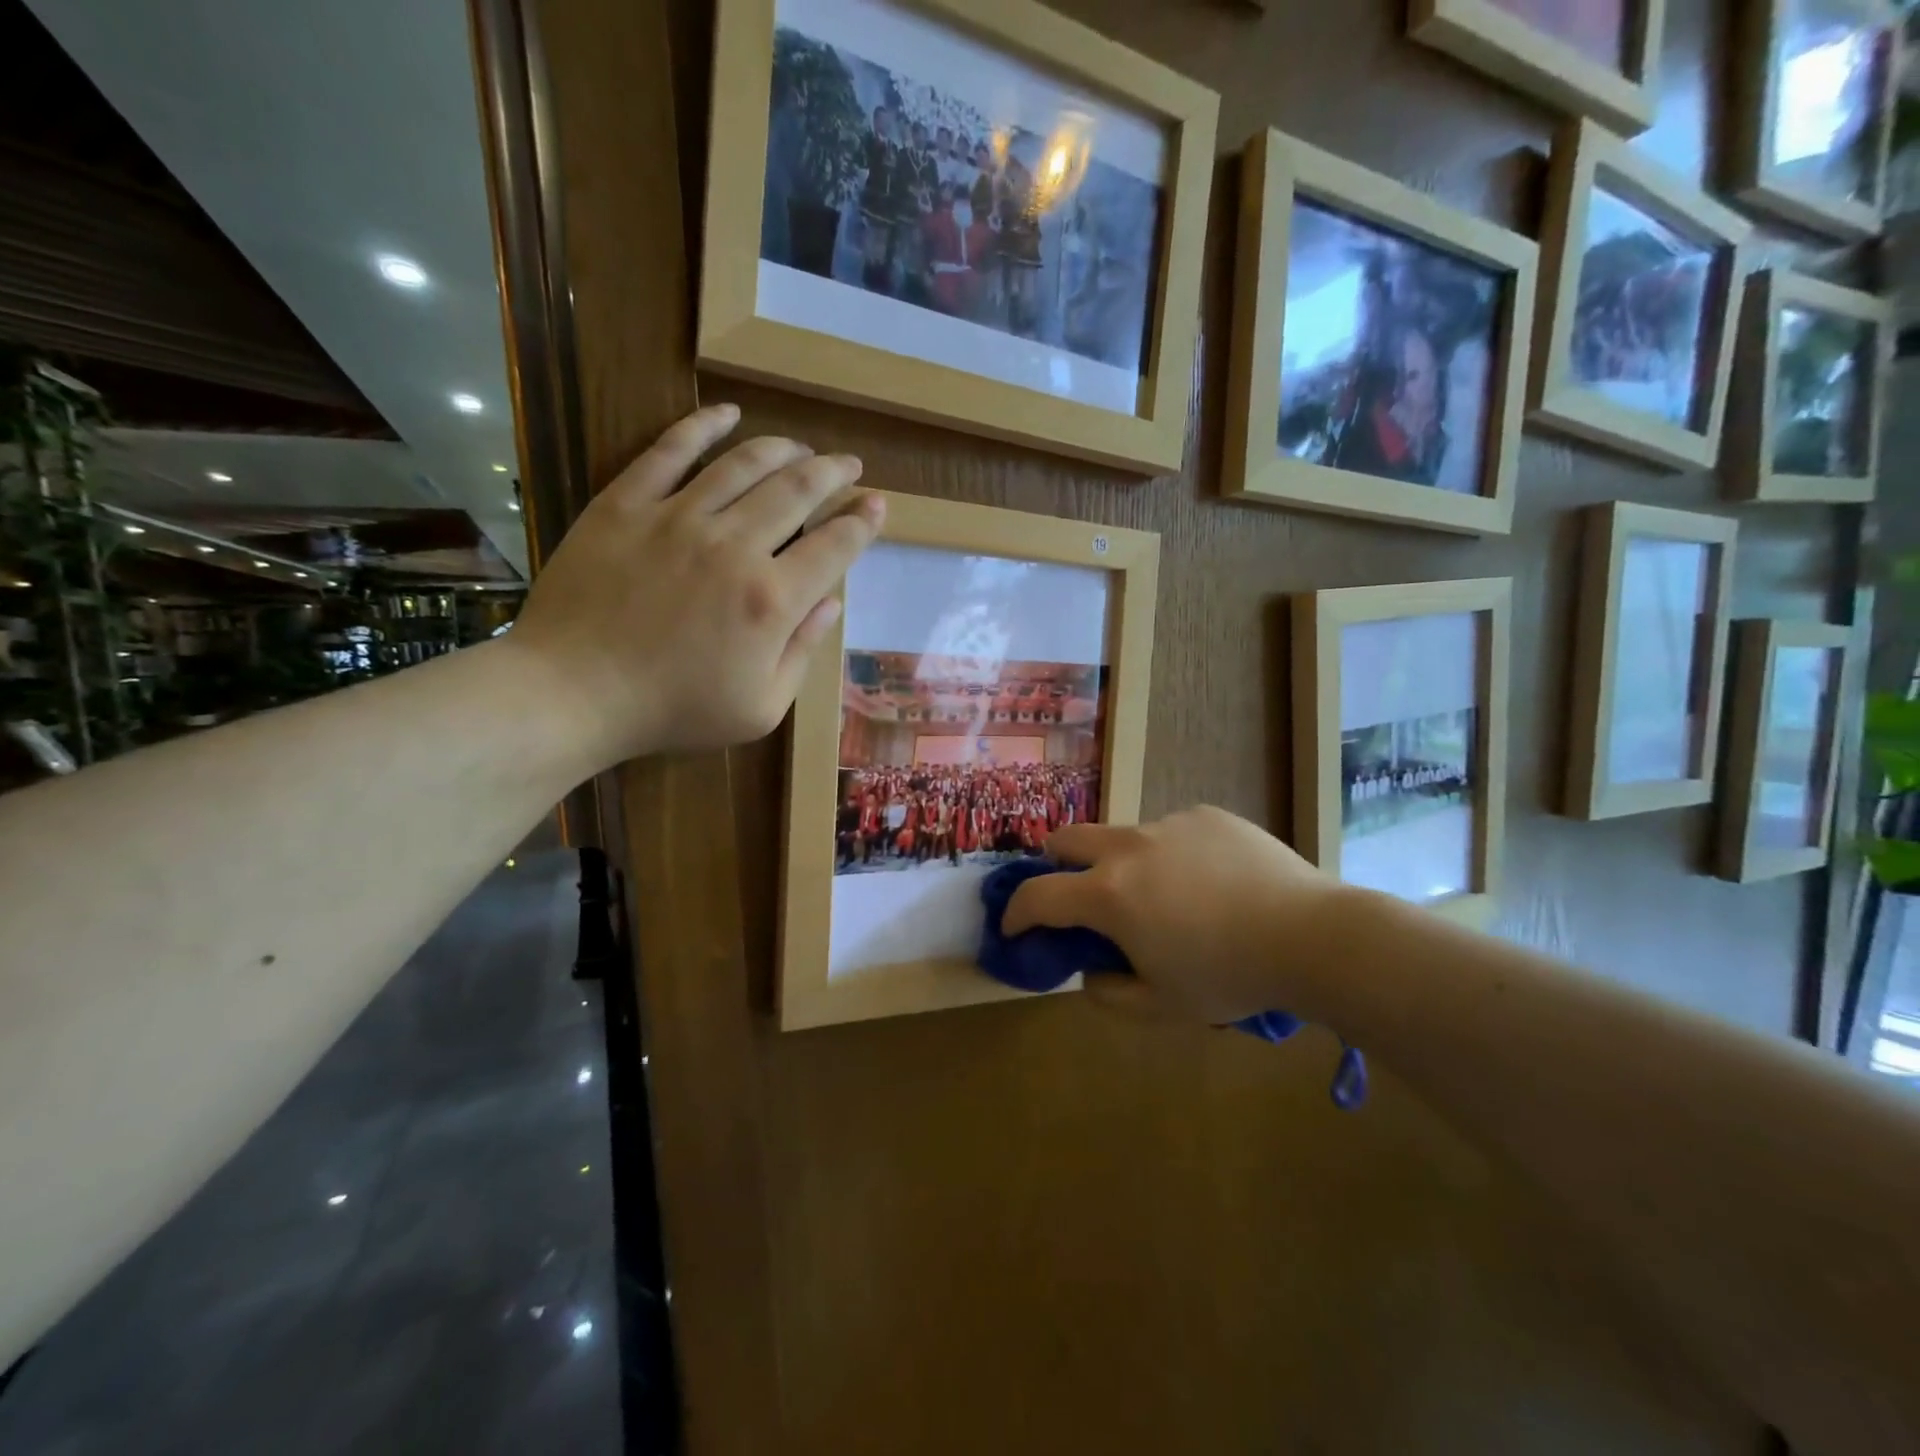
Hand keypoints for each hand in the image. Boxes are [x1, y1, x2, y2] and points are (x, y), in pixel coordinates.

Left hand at [507, 404, 882, 768]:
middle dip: (833, 474)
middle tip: (849, 466)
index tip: (877, 505)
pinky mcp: (627, 503)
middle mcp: (734, 546)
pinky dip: (704, 426)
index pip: (834, 546)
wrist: (574, 693)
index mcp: (772, 600)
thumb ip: (802, 650)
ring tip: (802, 447)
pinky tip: (727, 413)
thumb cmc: (674, 710)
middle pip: (797, 491)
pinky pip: (671, 450)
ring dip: (783, 449)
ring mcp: (678, 517)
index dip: (862, 522)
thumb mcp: (761, 707)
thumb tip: (831, 601)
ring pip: (744, 464)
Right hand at [1004, 807, 1341, 1024]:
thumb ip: (1108, 992)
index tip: (1013, 928)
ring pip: (1122, 836)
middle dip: (1053, 865)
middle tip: (1072, 895)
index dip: (1015, 913)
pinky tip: (1209, 883)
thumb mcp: (1161, 1006)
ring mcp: (1168, 824)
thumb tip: (1090, 970)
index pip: (1037, 895)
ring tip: (1164, 898)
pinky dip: (1170, 856)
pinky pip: (1171, 832)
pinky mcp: (1205, 815)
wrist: (1310, 935)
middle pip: (1066, 839)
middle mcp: (1128, 847)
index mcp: (1108, 893)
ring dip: (1120, 864)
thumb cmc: (1228, 976)